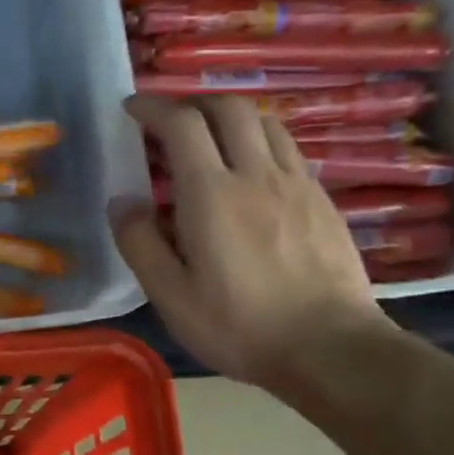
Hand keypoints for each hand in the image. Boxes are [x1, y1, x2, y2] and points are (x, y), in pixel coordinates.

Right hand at [113, 94, 388, 390]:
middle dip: (193, 104)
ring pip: (265, 122)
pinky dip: (260, 142)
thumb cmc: (239, 325)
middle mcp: (256, 174)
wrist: (332, 350)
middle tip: (170, 124)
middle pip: (228, 108)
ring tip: (209, 143)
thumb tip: (121, 202)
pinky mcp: (322, 200)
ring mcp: (296, 183)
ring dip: (230, 119)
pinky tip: (249, 175)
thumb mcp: (170, 295)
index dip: (153, 107)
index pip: (181, 123)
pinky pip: (288, 149)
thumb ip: (139, 242)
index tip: (132, 109)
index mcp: (211, 194)